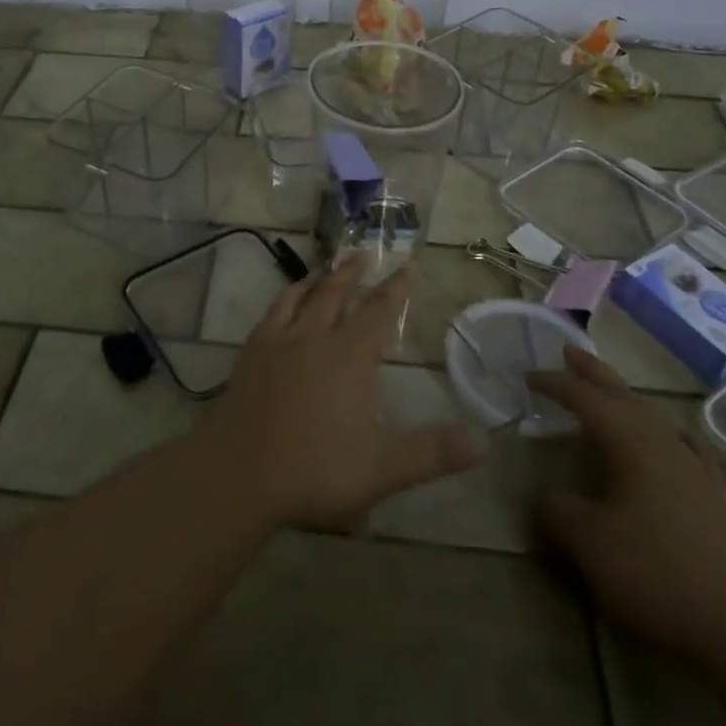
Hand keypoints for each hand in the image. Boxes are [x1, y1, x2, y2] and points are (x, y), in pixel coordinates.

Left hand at [196, 255, 483, 529]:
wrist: (239, 473)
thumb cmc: (314, 471)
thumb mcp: (382, 469)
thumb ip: (433, 453)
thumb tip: (486, 441)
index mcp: (349, 357)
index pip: (378, 311)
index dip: (395, 289)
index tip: (407, 267)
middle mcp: (315, 337)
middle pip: (337, 293)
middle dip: (353, 272)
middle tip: (363, 252)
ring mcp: (279, 341)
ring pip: (303, 296)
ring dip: (319, 278)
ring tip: (327, 267)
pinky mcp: (251, 352)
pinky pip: (273, 312)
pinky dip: (286, 297)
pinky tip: (286, 302)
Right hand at [528, 346, 725, 661]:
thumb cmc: (658, 573)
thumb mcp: (589, 543)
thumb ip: (557, 511)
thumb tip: (545, 497)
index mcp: (629, 441)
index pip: (584, 398)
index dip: (554, 384)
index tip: (527, 377)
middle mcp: (663, 442)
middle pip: (622, 395)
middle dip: (592, 373)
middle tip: (568, 351)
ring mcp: (695, 468)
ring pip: (652, 417)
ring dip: (625, 399)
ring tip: (608, 392)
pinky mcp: (716, 498)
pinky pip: (685, 446)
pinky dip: (668, 433)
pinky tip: (674, 438)